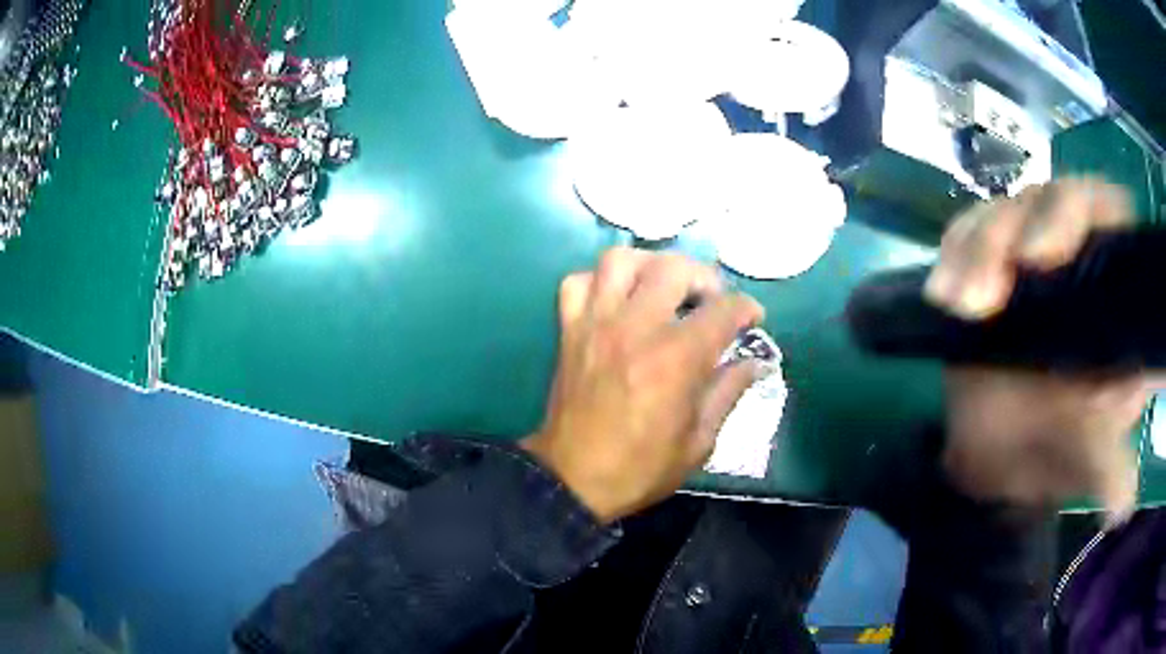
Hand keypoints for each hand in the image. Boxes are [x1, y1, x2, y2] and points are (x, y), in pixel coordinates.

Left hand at [522, 248, 764, 523]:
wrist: (573, 479)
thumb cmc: (641, 468)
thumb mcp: (699, 442)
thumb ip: (728, 392)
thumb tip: (754, 362)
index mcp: (676, 359)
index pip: (723, 309)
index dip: (747, 309)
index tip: (752, 320)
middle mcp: (636, 328)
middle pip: (674, 268)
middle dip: (704, 278)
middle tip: (710, 302)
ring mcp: (596, 324)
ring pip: (621, 259)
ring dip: (650, 265)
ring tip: (664, 288)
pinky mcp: (569, 330)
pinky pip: (578, 282)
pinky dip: (601, 281)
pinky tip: (617, 301)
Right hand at [925, 178, 1150, 519]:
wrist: (991, 460)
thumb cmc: (1047, 452)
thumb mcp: (1079, 459)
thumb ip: (1103, 466)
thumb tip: (1123, 503)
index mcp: (1111, 293)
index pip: (1105, 213)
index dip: (1079, 215)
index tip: (1042, 259)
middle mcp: (1074, 257)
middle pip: (1048, 199)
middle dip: (1012, 235)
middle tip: (982, 296)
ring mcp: (1029, 252)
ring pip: (1005, 212)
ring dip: (975, 249)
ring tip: (955, 303)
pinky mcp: (990, 260)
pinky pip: (967, 232)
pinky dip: (953, 253)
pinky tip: (942, 291)